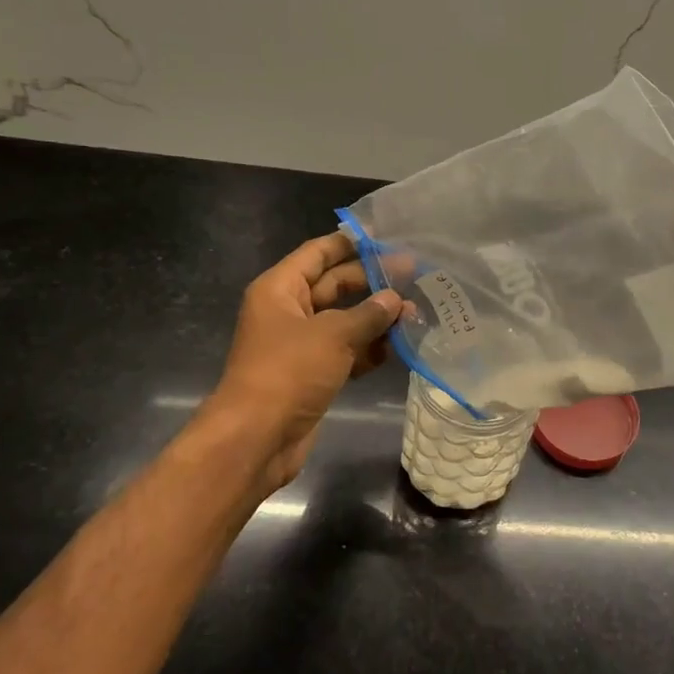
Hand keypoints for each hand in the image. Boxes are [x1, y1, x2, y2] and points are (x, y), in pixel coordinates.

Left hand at [201, 231, 401, 495]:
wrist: (258, 437)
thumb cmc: (289, 371)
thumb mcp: (333, 335)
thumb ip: (368, 314)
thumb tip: (396, 299)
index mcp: (280, 289)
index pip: (318, 253)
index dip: (349, 242)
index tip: (385, 236)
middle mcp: (288, 311)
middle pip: (334, 286)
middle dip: (372, 282)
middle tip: (414, 275)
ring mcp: (300, 345)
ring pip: (344, 321)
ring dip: (376, 319)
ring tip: (415, 312)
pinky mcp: (313, 374)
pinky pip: (345, 352)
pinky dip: (369, 349)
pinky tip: (399, 346)